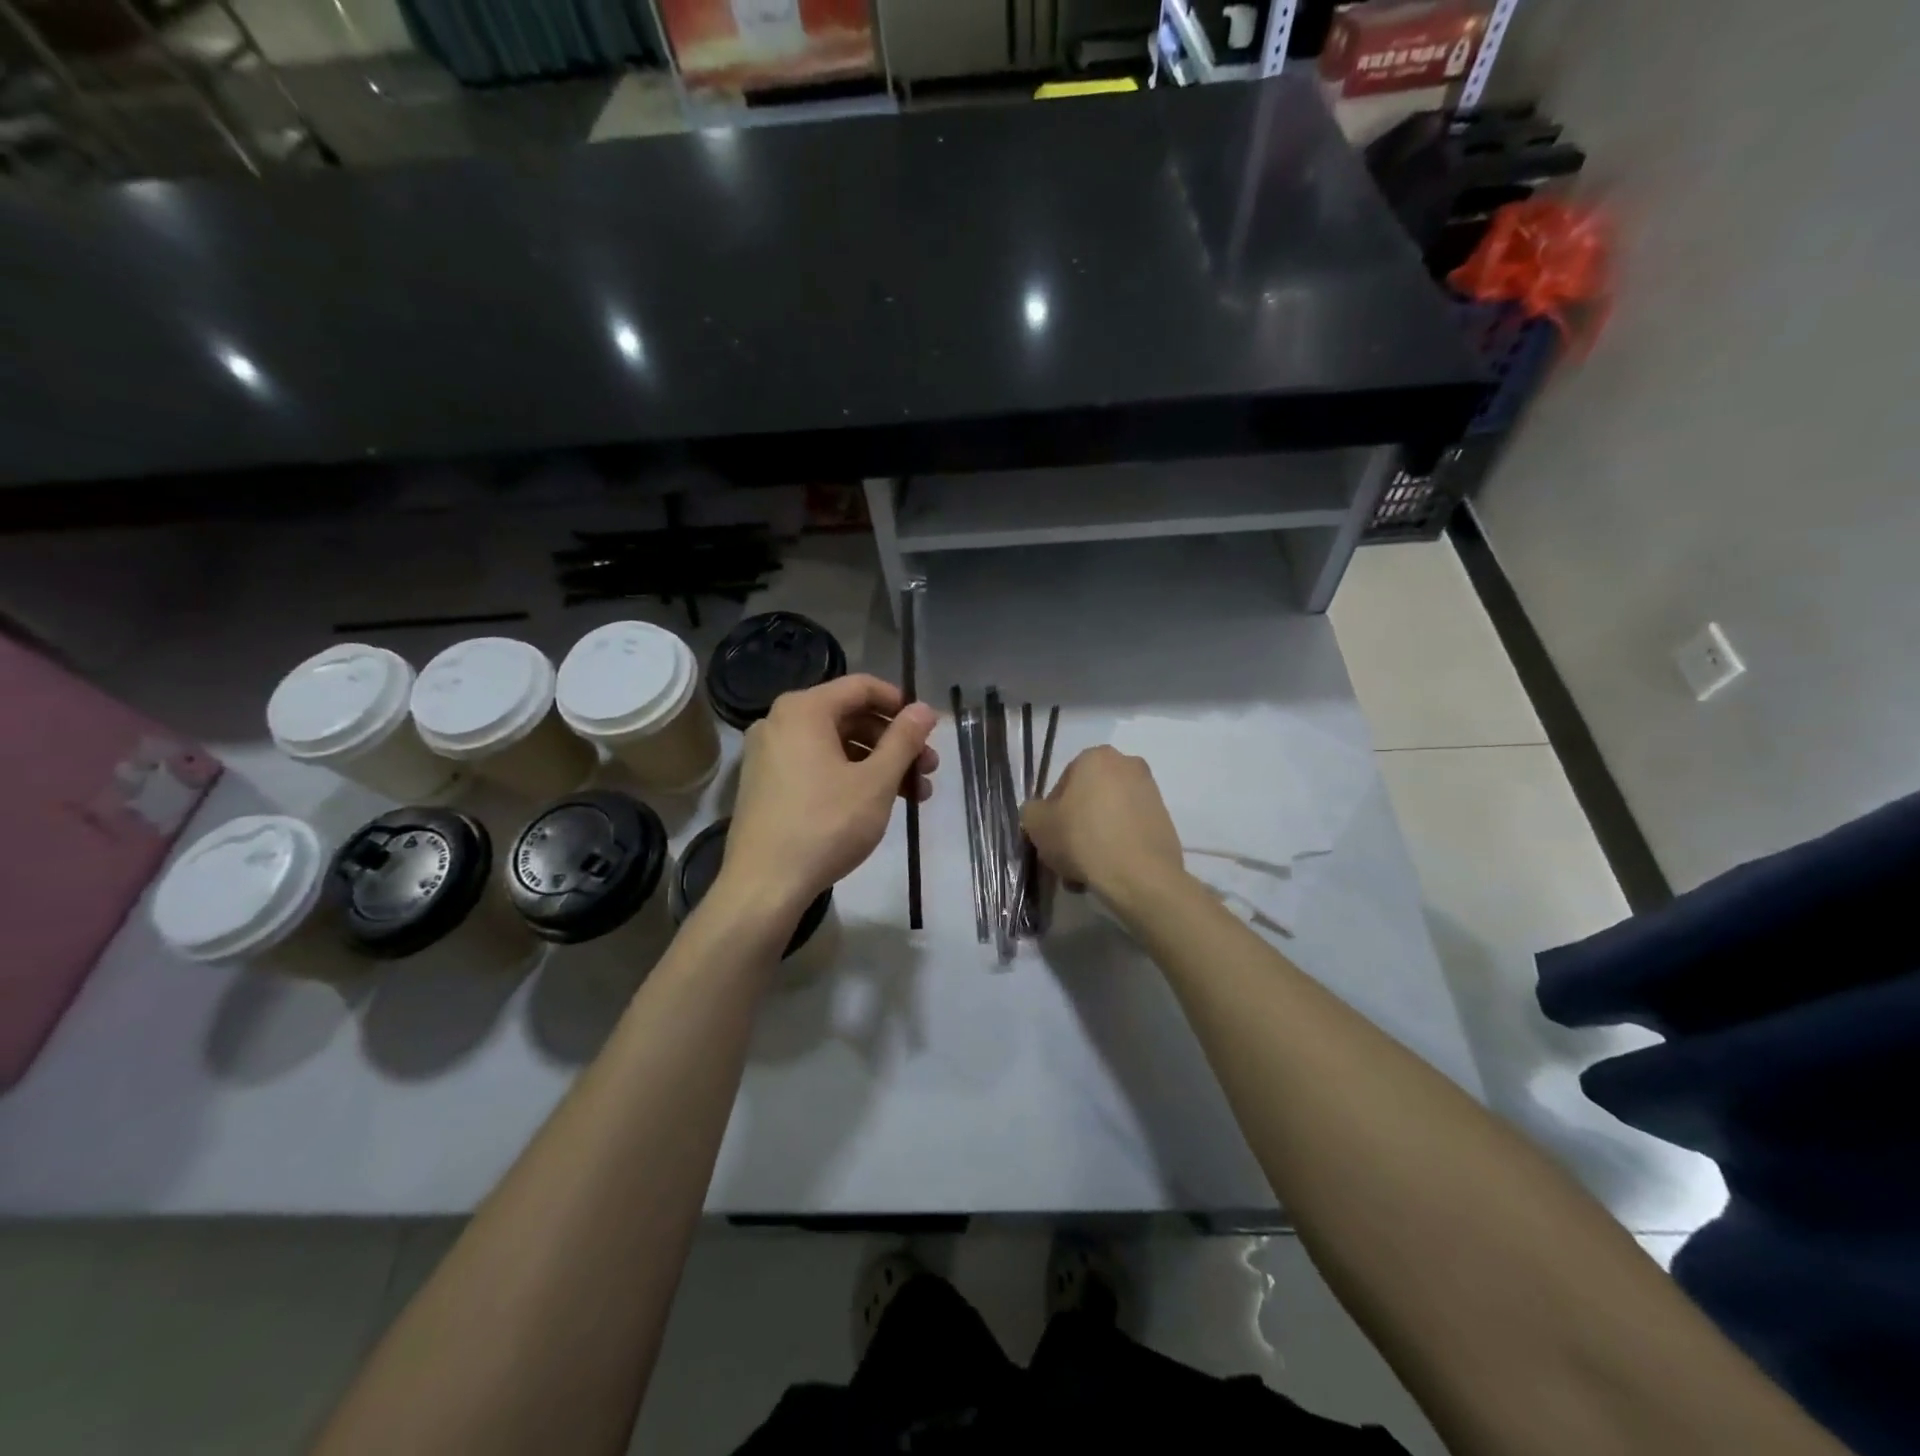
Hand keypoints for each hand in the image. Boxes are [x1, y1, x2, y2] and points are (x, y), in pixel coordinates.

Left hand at [720, 675, 938, 917]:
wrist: (764, 885)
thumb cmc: (826, 825)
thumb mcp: (875, 781)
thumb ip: (904, 739)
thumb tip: (925, 708)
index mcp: (804, 710)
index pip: (862, 687)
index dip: (900, 704)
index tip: (927, 730)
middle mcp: (780, 721)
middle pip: (850, 717)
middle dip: (894, 742)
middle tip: (928, 769)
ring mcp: (769, 754)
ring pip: (836, 745)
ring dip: (878, 764)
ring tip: (914, 795)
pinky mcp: (766, 784)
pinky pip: (816, 765)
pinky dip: (849, 776)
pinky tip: (877, 804)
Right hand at [1021, 745, 1185, 904]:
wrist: (1139, 876)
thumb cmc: (1082, 839)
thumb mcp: (1037, 824)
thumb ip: (1032, 811)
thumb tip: (1040, 813)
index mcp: (1096, 757)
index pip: (1063, 783)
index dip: (1052, 813)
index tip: (1051, 837)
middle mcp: (1128, 765)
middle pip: (1089, 799)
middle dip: (1076, 826)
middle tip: (1066, 856)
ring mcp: (1151, 793)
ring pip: (1109, 817)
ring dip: (1095, 839)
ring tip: (1085, 873)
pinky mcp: (1166, 821)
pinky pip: (1130, 831)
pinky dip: (1118, 847)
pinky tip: (1107, 873)